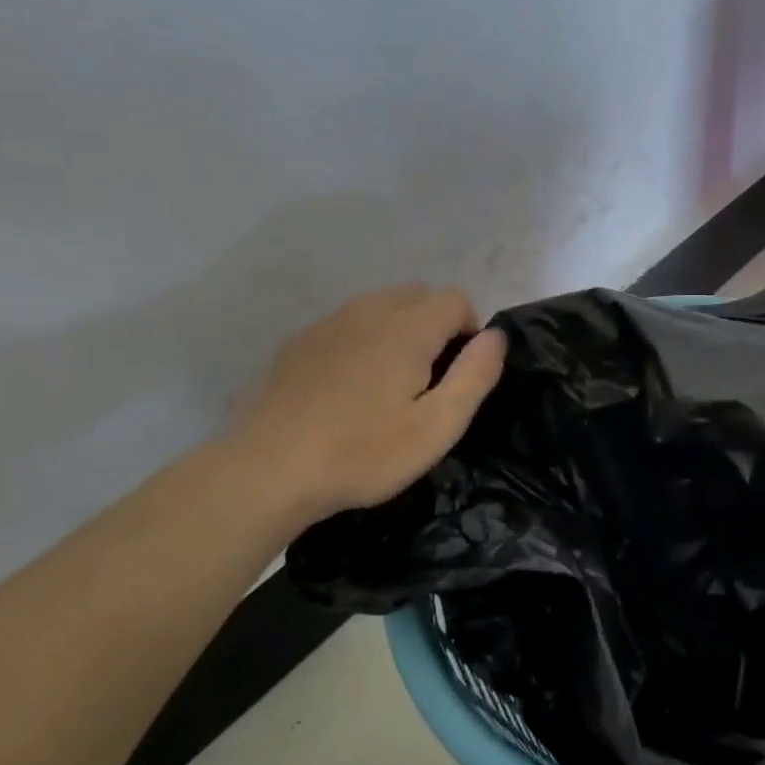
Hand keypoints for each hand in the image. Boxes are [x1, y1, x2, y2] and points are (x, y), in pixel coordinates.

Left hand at [226, 284, 506, 518]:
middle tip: (430, 381)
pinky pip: (347, 325)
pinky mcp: (298, 344)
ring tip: (391, 386)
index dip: (470, 332)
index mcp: (407, 328)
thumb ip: (475, 375)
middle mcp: (367, 311)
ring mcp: (327, 324)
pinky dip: (363, 341)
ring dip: (400, 331)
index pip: (456, 299)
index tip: (460, 376)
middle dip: (436, 325)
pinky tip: (350, 390)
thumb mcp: (437, 426)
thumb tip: (496, 337)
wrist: (268, 470)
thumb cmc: (364, 453)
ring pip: (380, 306)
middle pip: (418, 294)